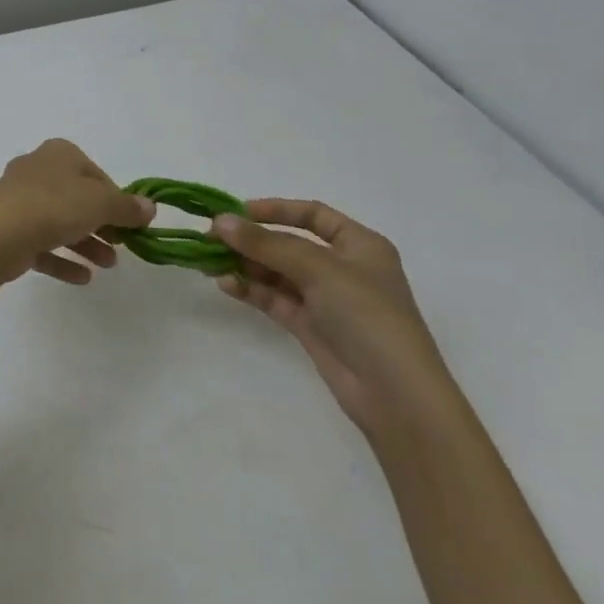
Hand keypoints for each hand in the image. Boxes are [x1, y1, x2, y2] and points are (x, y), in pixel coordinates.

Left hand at [0, 139, 155, 312]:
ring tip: (107, 266)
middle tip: (122, 246)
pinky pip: (41, 244)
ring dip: (86, 244)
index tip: (131, 224)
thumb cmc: (55, 207)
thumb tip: (149, 207)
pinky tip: (82, 278)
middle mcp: (37, 170)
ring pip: (60, 222)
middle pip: (78, 198)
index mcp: (59, 154)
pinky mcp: (8, 229)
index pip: (96, 174)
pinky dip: (62, 259)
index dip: (117, 199)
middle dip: (102, 224)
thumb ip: (127, 207)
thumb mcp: (101, 203)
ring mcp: (19, 200)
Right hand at [211, 199, 463, 444]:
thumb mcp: (318, 269)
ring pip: (277, 272)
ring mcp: (325, 298)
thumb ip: (266, 244)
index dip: (275, 210)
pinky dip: (250, 289)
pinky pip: (273, 298)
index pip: (312, 215)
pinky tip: (225, 283)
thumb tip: (220, 220)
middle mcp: (342, 267)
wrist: (394, 393)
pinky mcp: (309, 325)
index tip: (236, 212)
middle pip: (288, 243)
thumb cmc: (367, 315)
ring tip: (210, 261)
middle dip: (251, 240)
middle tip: (211, 237)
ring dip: (245, 264)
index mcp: (359, 245)